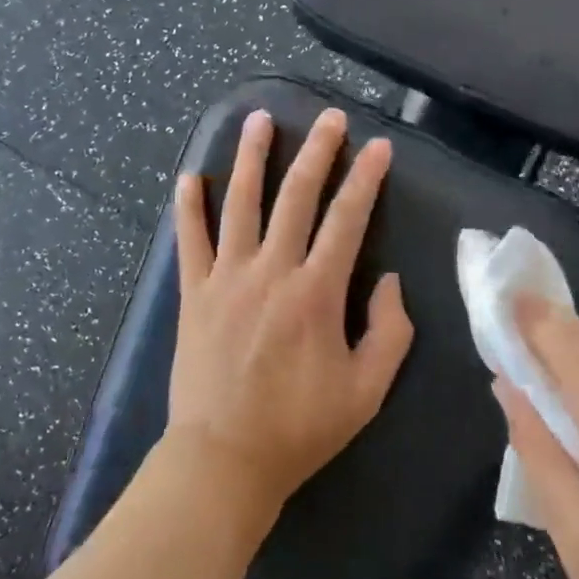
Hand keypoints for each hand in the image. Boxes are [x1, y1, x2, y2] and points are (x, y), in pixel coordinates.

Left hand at [167, 107, 414, 518]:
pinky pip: (189, 240)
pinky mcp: (194, 294)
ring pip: (240, 204)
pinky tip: (189, 176)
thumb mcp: (368, 390)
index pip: (347, 220)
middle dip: (317, 152)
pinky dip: (188, 207)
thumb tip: (389, 281)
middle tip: (330, 118)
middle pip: (296, 196)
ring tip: (259, 119)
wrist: (224, 460)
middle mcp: (271, 272)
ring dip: (251, 158)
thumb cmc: (301, 428)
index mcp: (316, 293)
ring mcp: (226, 279)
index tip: (379, 147)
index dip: (366, 180)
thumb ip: (390, 331)